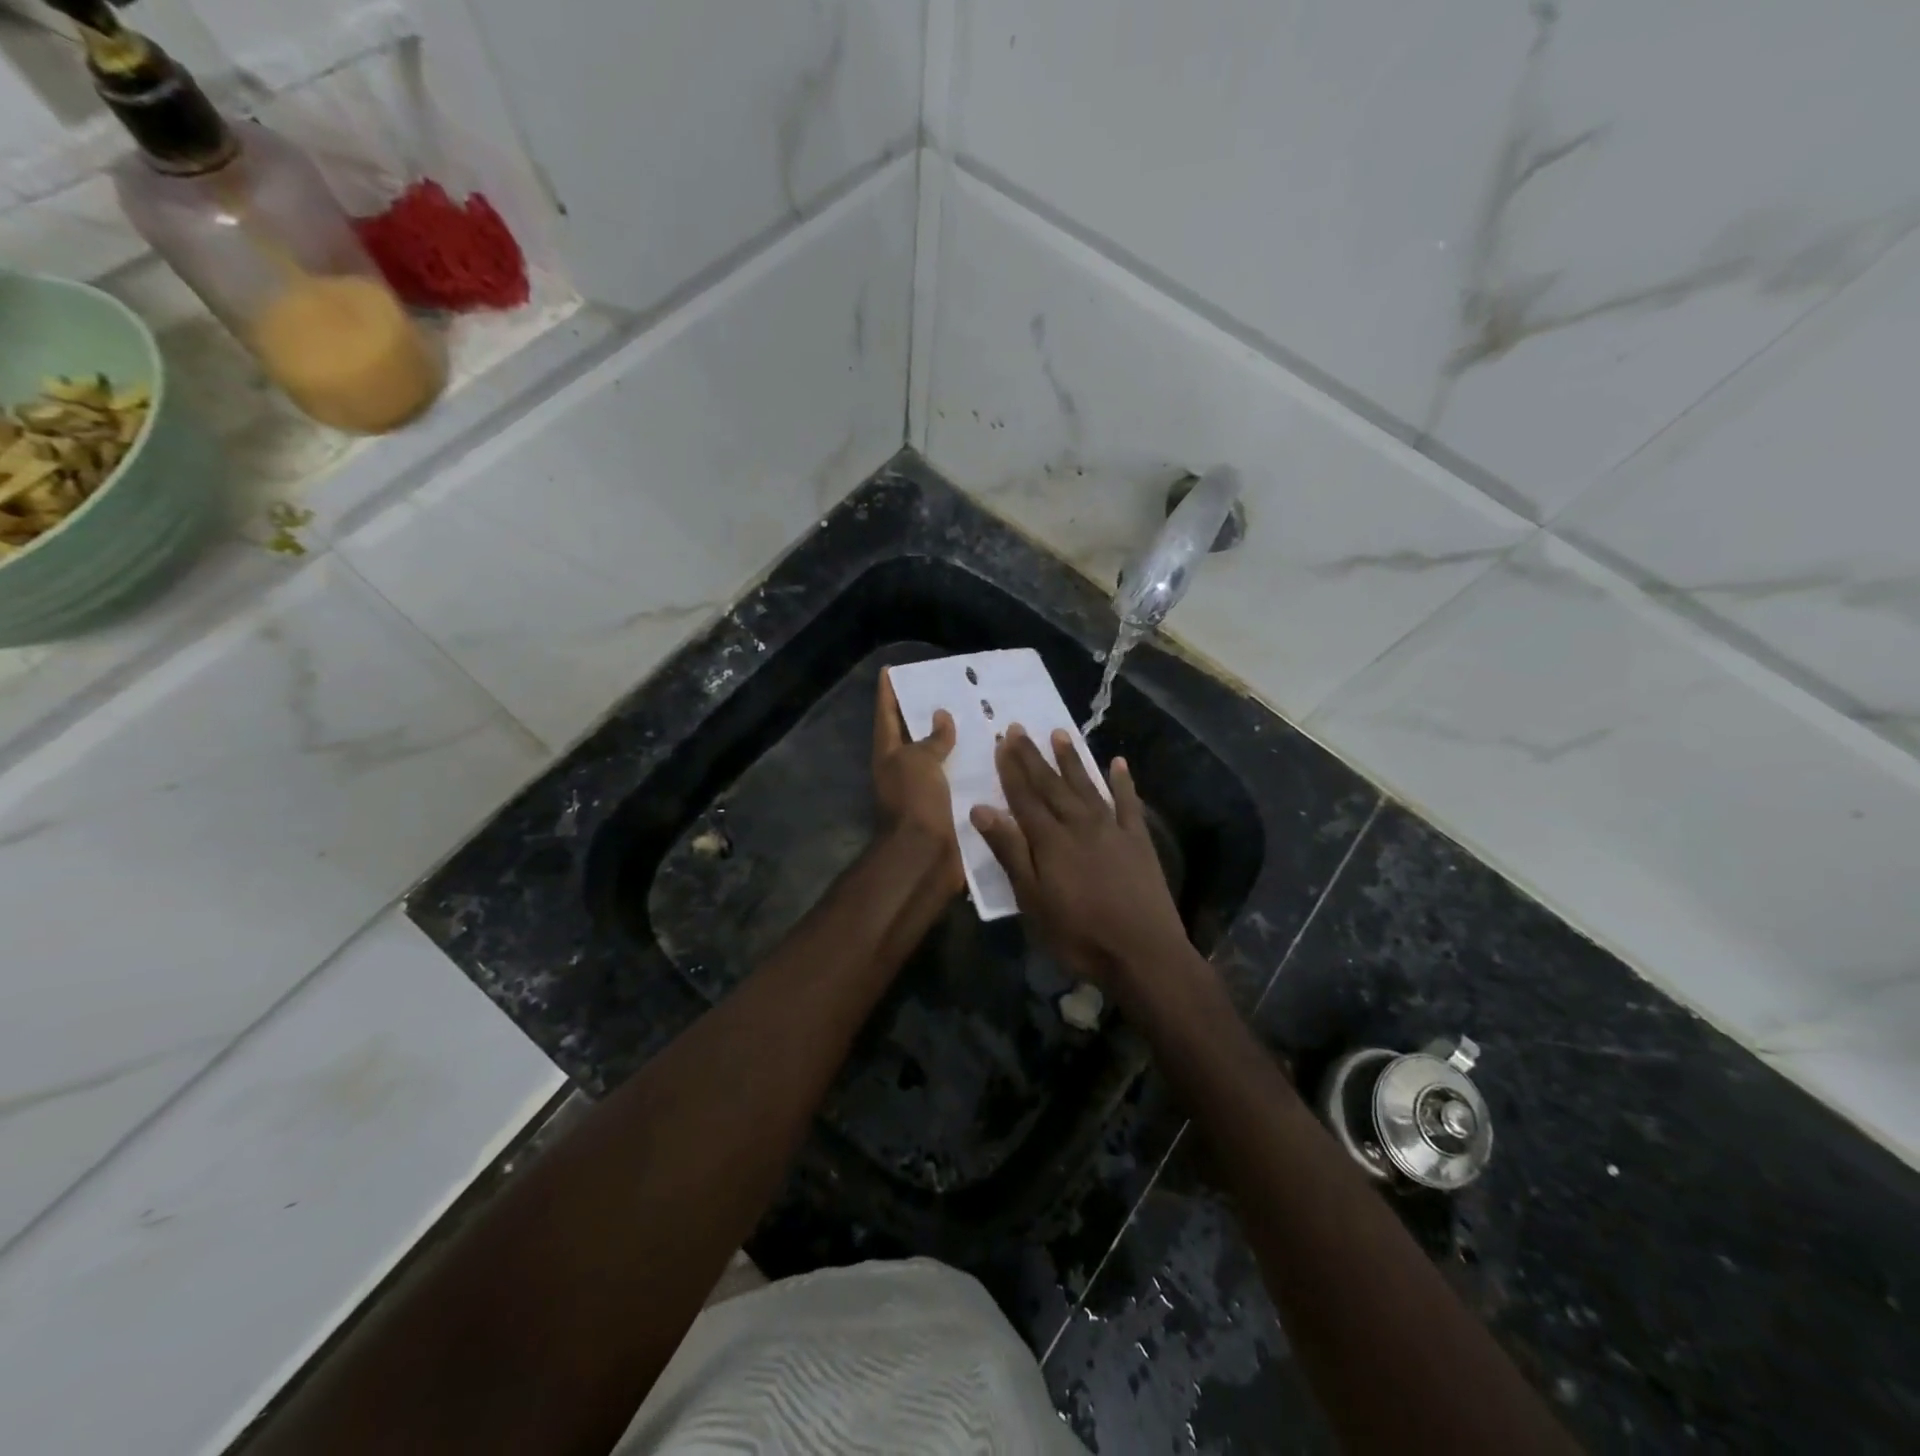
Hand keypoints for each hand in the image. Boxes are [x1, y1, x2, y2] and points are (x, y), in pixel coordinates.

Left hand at [872, 674, 962, 892]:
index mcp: (889, 753)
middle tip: (953, 686)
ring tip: (983, 714)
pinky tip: (997, 752)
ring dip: (959, 738)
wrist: (925, 856)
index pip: (885, 713)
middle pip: (915, 733)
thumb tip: (941, 716)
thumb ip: (932, 738)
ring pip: (943, 755)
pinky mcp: (949, 805)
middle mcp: (904, 768)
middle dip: (930, 711)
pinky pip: (963, 777)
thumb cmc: (914, 801)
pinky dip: (976, 764)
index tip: (891, 669)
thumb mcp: (919, 761)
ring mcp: (926, 788)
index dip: (887, 691)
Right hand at [970, 725, 1189, 991]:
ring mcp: (1112, 829)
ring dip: (1072, 760)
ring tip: (1060, 733)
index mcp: (1050, 840)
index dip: (1011, 770)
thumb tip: (981, 810)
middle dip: (1034, 757)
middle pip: (1052, 785)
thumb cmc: (1079, 934)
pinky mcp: (1138, 840)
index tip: (1001, 742)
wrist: (1143, 952)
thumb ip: (1010, 852)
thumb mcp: (1032, 899)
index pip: (1024, 797)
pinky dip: (1123, 782)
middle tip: (1020, 728)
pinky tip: (1118, 763)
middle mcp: (1079, 825)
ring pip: (1087, 786)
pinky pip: (1128, 803)